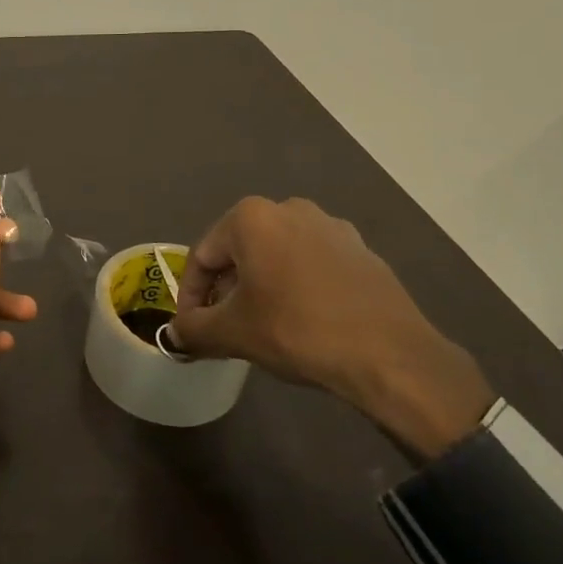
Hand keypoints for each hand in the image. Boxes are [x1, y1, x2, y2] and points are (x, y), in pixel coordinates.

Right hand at [169, 197, 494, 461]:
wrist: (389, 355)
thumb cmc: (297, 330)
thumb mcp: (232, 333)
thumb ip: (192, 329)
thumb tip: (172, 336)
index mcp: (251, 217)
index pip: (202, 257)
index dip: (190, 296)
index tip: (190, 328)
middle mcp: (289, 208)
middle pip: (239, 252)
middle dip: (225, 289)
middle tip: (223, 327)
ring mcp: (331, 226)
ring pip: (277, 256)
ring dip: (260, 287)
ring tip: (261, 326)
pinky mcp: (361, 250)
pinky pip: (312, 265)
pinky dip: (296, 287)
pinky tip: (302, 321)